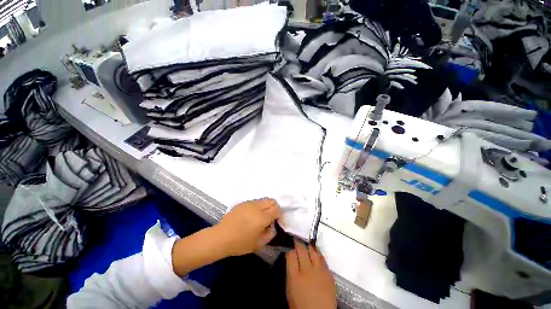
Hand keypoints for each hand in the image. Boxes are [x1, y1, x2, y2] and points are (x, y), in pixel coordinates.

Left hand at [215, 198, 280, 256]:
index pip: (277, 209)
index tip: (277, 222)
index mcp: (262, 217)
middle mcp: (257, 207)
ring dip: (266, 207)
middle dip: (274, 208)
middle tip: (271, 218)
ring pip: (263, 200)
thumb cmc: (240, 243)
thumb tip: (272, 225)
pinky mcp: (243, 203)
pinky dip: (258, 206)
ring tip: (261, 217)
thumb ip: (270, 233)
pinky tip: (252, 216)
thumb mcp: (259, 244)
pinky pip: (255, 202)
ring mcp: (249, 203)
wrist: (221, 237)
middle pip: (272, 201)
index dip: (279, 215)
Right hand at [286, 240, 336, 308]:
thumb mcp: (290, 289)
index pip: (291, 254)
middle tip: (296, 238)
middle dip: (298, 242)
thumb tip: (291, 257)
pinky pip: (322, 258)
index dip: (289, 249)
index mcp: (295, 277)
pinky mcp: (329, 273)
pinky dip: (317, 253)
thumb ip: (290, 272)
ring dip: (308, 245)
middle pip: (301, 249)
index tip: (289, 247)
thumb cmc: (300, 304)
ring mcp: (319, 271)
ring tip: (306, 243)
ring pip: (313, 250)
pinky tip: (315, 252)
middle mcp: (307, 271)